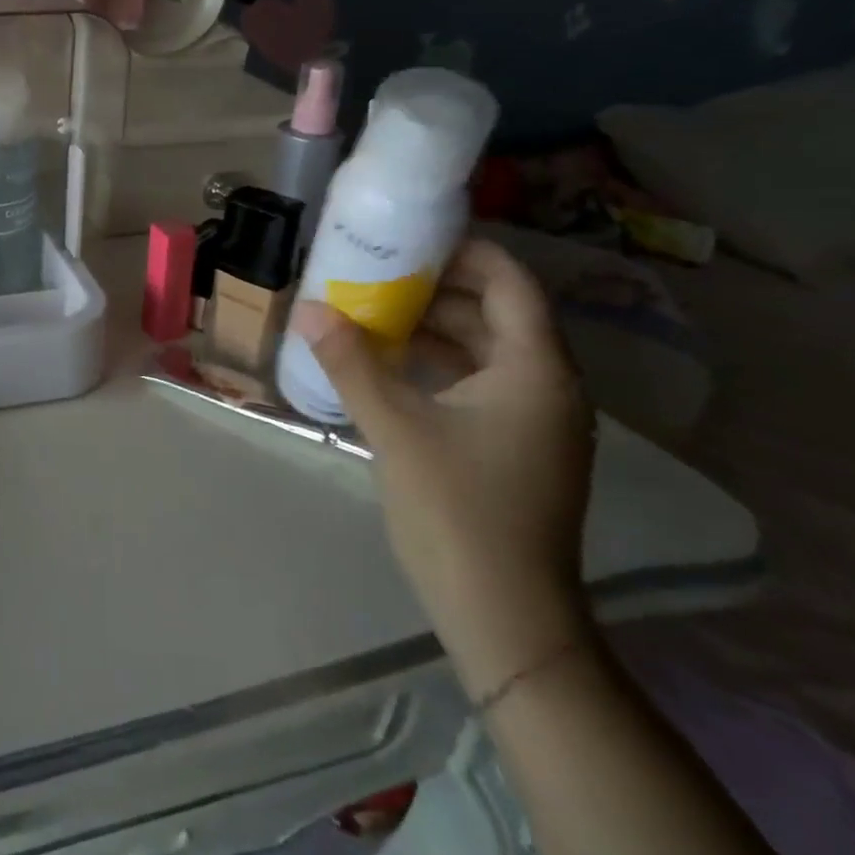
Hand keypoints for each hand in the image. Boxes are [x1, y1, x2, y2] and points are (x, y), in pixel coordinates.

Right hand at [290, 239, 595, 696]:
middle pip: (495, 311)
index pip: (509, 282)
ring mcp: (534, 419)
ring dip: (432, 327)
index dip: (463, 252)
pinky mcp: (515, 445)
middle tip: (374, 272)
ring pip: (485, 349)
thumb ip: (350, 362)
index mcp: (536, 370)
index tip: (407, 238)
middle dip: (436, 288)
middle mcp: (547, 385)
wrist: (505, 617)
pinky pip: (478, 382)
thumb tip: (307, 309)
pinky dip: (438, 364)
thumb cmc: (457, 510)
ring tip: (371, 310)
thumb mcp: (395, 427)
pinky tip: (387, 364)